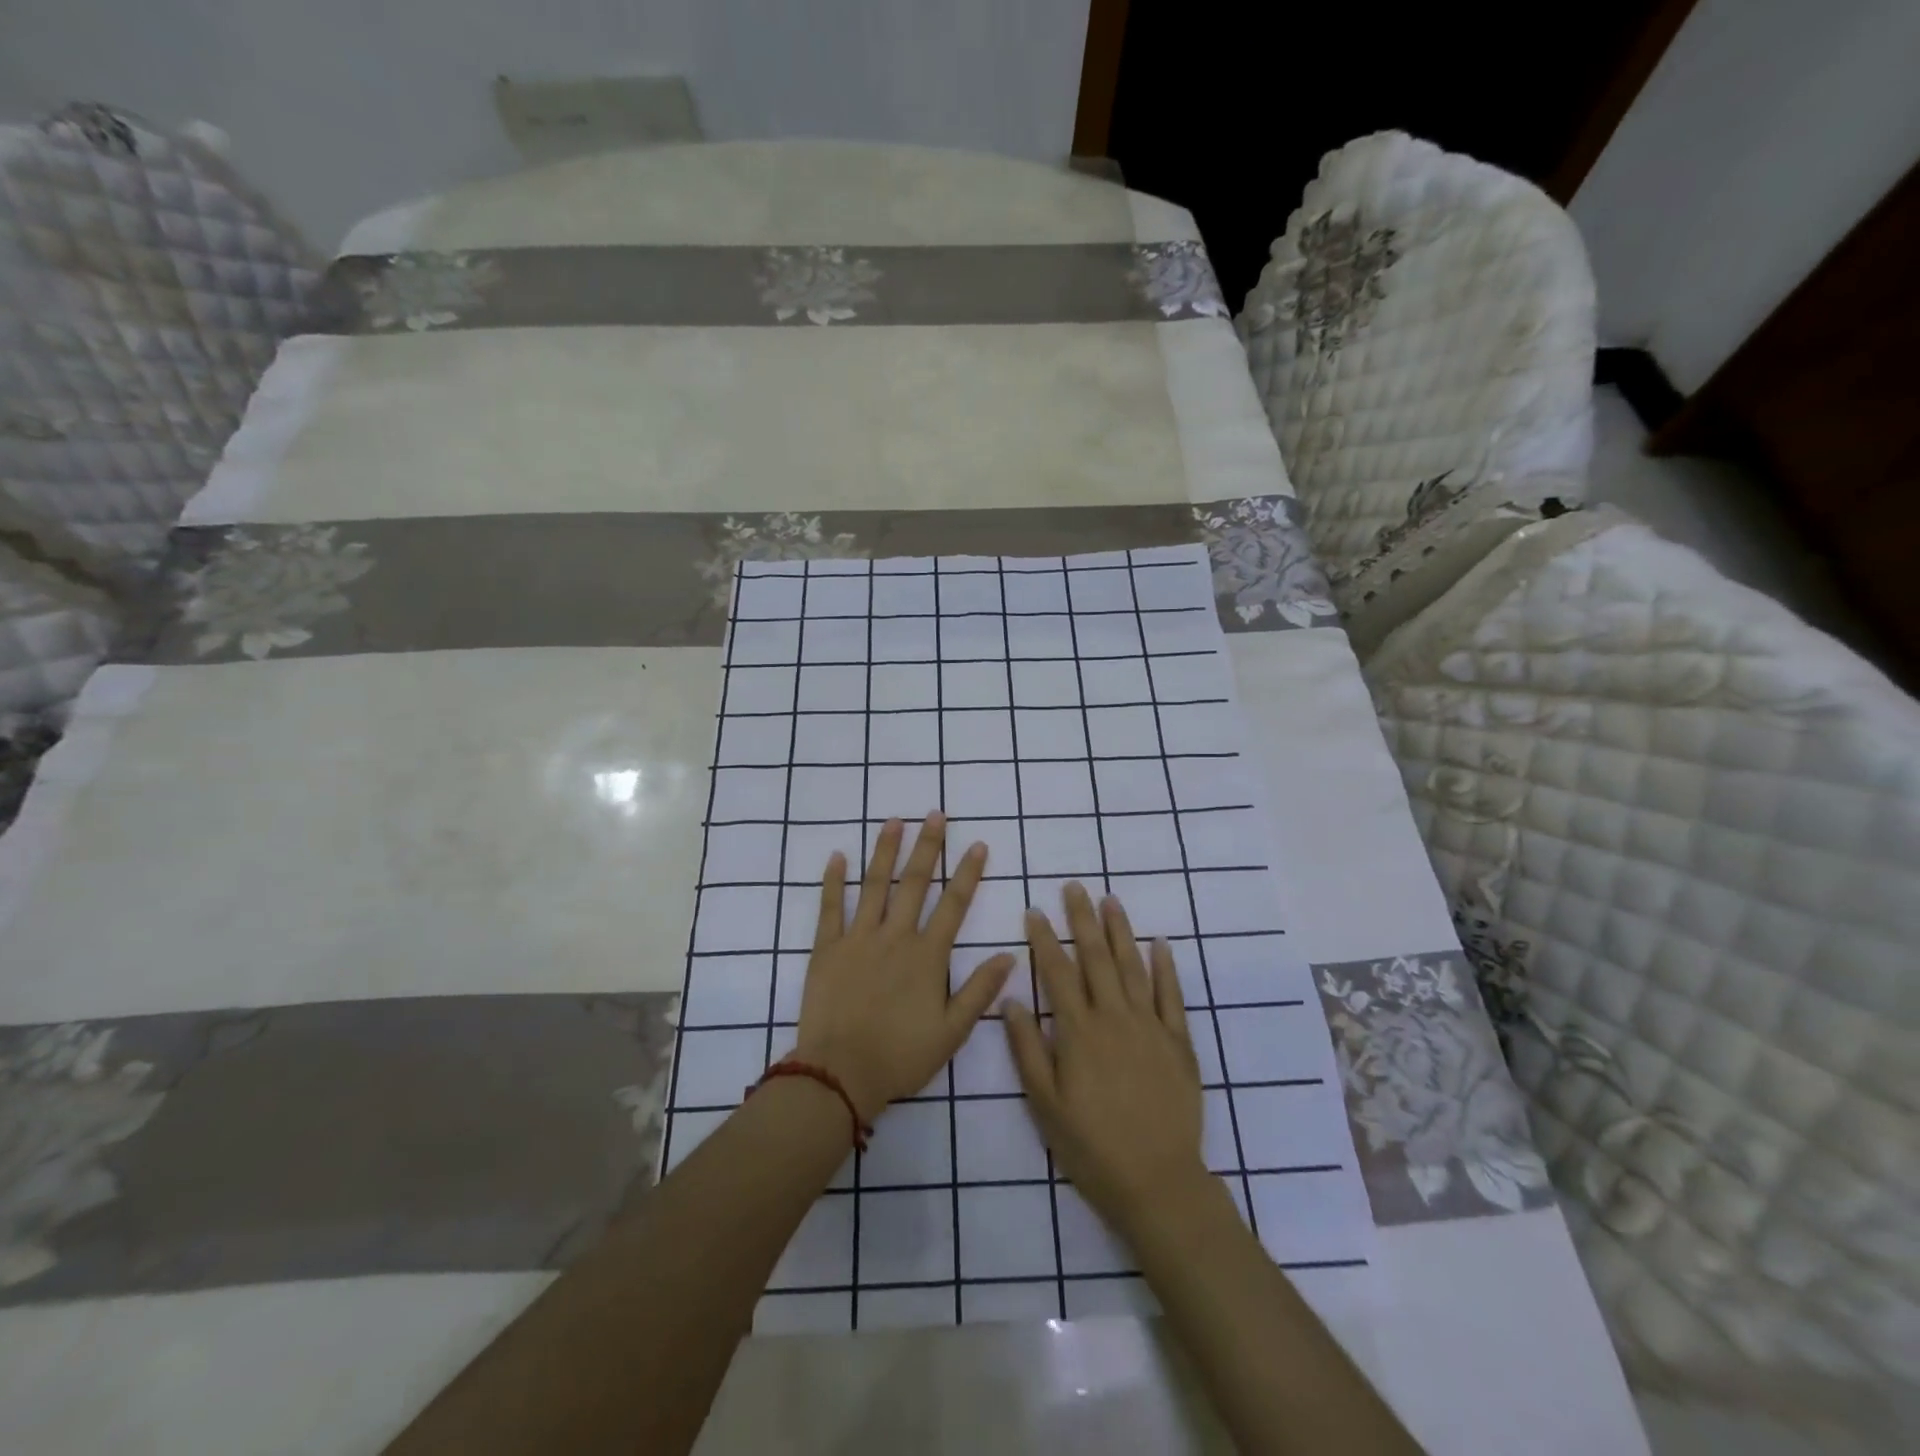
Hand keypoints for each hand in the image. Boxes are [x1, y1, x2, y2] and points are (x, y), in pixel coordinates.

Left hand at [795, 813, 1015, 1123]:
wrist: (840, 1073)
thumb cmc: (900, 1056)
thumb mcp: (952, 1031)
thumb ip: (980, 991)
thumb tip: (1009, 955)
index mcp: (927, 956)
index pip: (954, 905)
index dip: (968, 873)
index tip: (977, 845)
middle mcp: (895, 936)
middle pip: (914, 883)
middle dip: (928, 846)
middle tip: (935, 814)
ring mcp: (858, 938)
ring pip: (874, 885)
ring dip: (885, 851)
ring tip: (894, 821)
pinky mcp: (826, 948)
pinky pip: (830, 907)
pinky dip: (833, 880)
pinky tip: (837, 856)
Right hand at [1006, 882, 1208, 1237]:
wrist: (1157, 1181)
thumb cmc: (1091, 1146)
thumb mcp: (1045, 1104)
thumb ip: (1028, 1049)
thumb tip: (1011, 1000)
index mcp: (1078, 1032)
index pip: (1057, 972)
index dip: (1044, 938)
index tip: (1034, 910)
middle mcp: (1114, 1018)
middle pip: (1096, 958)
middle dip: (1082, 919)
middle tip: (1074, 887)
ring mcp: (1150, 1027)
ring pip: (1133, 967)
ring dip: (1120, 931)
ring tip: (1110, 900)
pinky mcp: (1179, 1042)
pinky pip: (1171, 996)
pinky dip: (1165, 967)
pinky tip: (1160, 944)